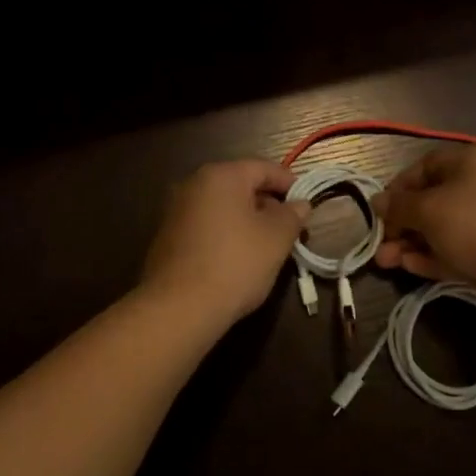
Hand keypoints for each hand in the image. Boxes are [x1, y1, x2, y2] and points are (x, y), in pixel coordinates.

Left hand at [141, 160, 311, 329]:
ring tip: (268, 246)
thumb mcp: (276, 239)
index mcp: (222, 176)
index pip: (264, 168)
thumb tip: (300, 204)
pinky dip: (226, 233)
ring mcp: (176, 210)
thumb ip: (292, 215)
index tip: (307, 203)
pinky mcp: (168, 237)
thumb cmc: (235, 263)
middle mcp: (194, 184)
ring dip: (247, 220)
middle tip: (290, 228)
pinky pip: (206, 225)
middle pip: (241, 185)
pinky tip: (238, 258)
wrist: (178, 308)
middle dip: (268, 203)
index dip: (289, 183)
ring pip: (223, 207)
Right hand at [372, 144, 475, 291]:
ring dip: (413, 244)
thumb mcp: (429, 210)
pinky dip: (435, 256)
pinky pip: (459, 249)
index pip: (425, 166)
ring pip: (444, 228)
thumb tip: (377, 201)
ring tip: (386, 263)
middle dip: (402, 223)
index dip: (398, 187)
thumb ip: (399, 206)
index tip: (379, 210)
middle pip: (433, 200)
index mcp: (472, 160)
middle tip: (380, 245)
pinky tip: (410, 268)